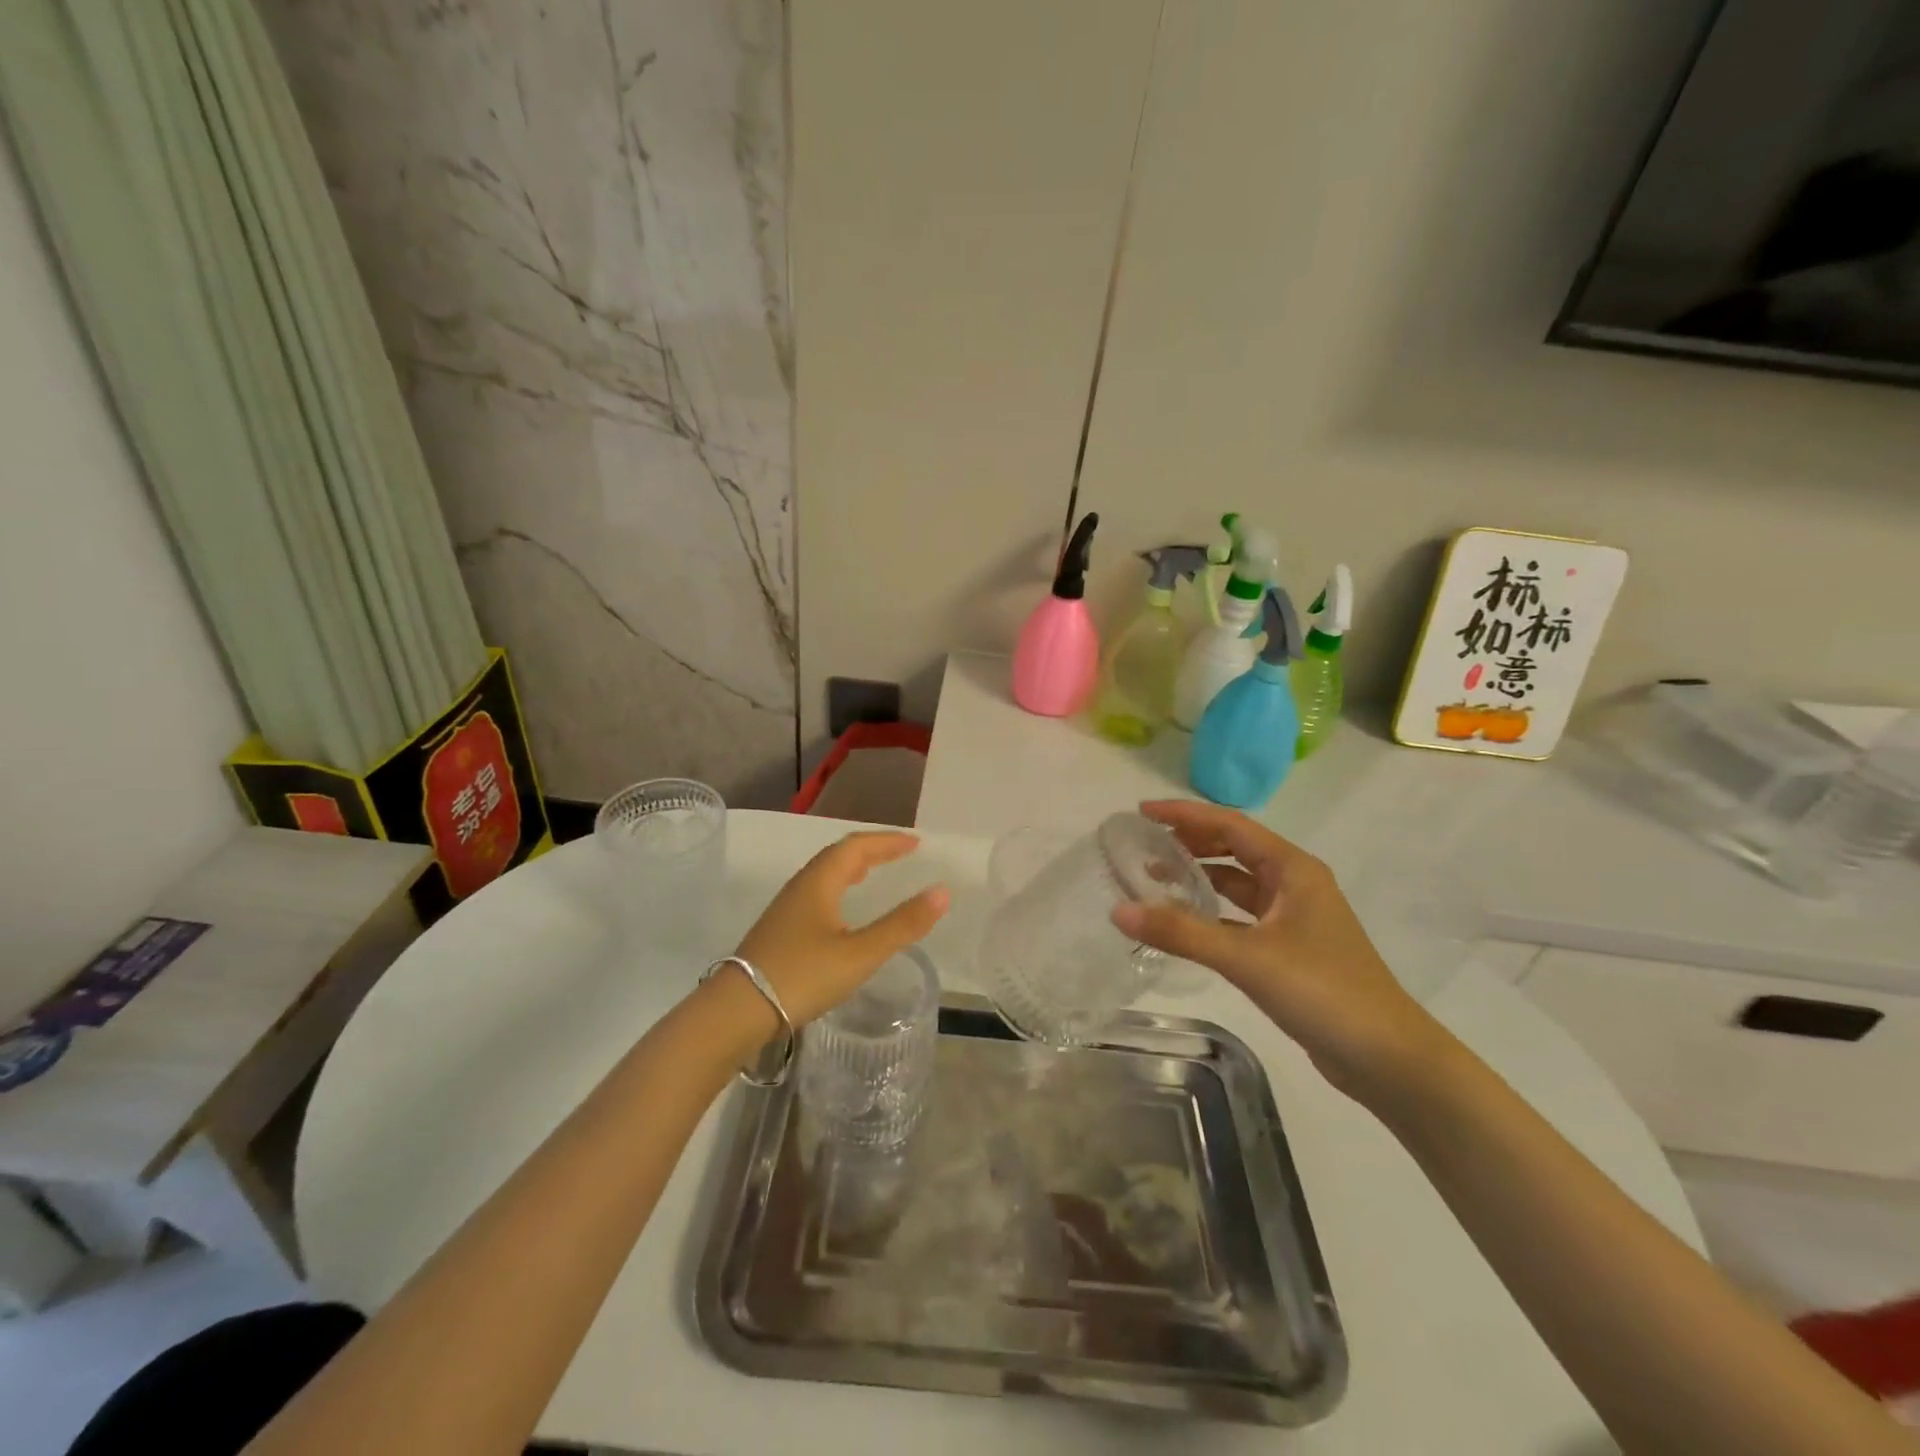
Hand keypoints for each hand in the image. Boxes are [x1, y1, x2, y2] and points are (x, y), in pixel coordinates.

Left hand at [732, 831, 949, 1027]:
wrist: (736, 1012)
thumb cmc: (801, 976)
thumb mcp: (860, 953)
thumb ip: (902, 925)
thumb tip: (941, 892)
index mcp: (819, 882)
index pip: (856, 846)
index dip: (887, 841)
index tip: (915, 843)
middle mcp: (800, 887)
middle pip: (838, 856)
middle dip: (872, 851)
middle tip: (901, 854)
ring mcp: (785, 909)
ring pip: (824, 875)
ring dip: (852, 868)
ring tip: (873, 874)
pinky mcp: (779, 931)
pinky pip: (816, 894)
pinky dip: (838, 889)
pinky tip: (842, 913)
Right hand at [1112, 800, 1445, 1102]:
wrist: (1388, 1058)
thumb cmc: (1323, 992)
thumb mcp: (1247, 958)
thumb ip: (1182, 933)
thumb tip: (1118, 910)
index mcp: (1293, 869)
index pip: (1230, 825)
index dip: (1185, 814)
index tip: (1142, 811)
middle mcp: (1295, 884)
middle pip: (1234, 848)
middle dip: (1190, 840)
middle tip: (1144, 841)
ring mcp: (1294, 917)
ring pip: (1237, 883)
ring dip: (1200, 875)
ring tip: (1155, 876)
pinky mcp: (1291, 948)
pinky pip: (1241, 915)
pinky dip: (1212, 911)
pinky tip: (1184, 921)